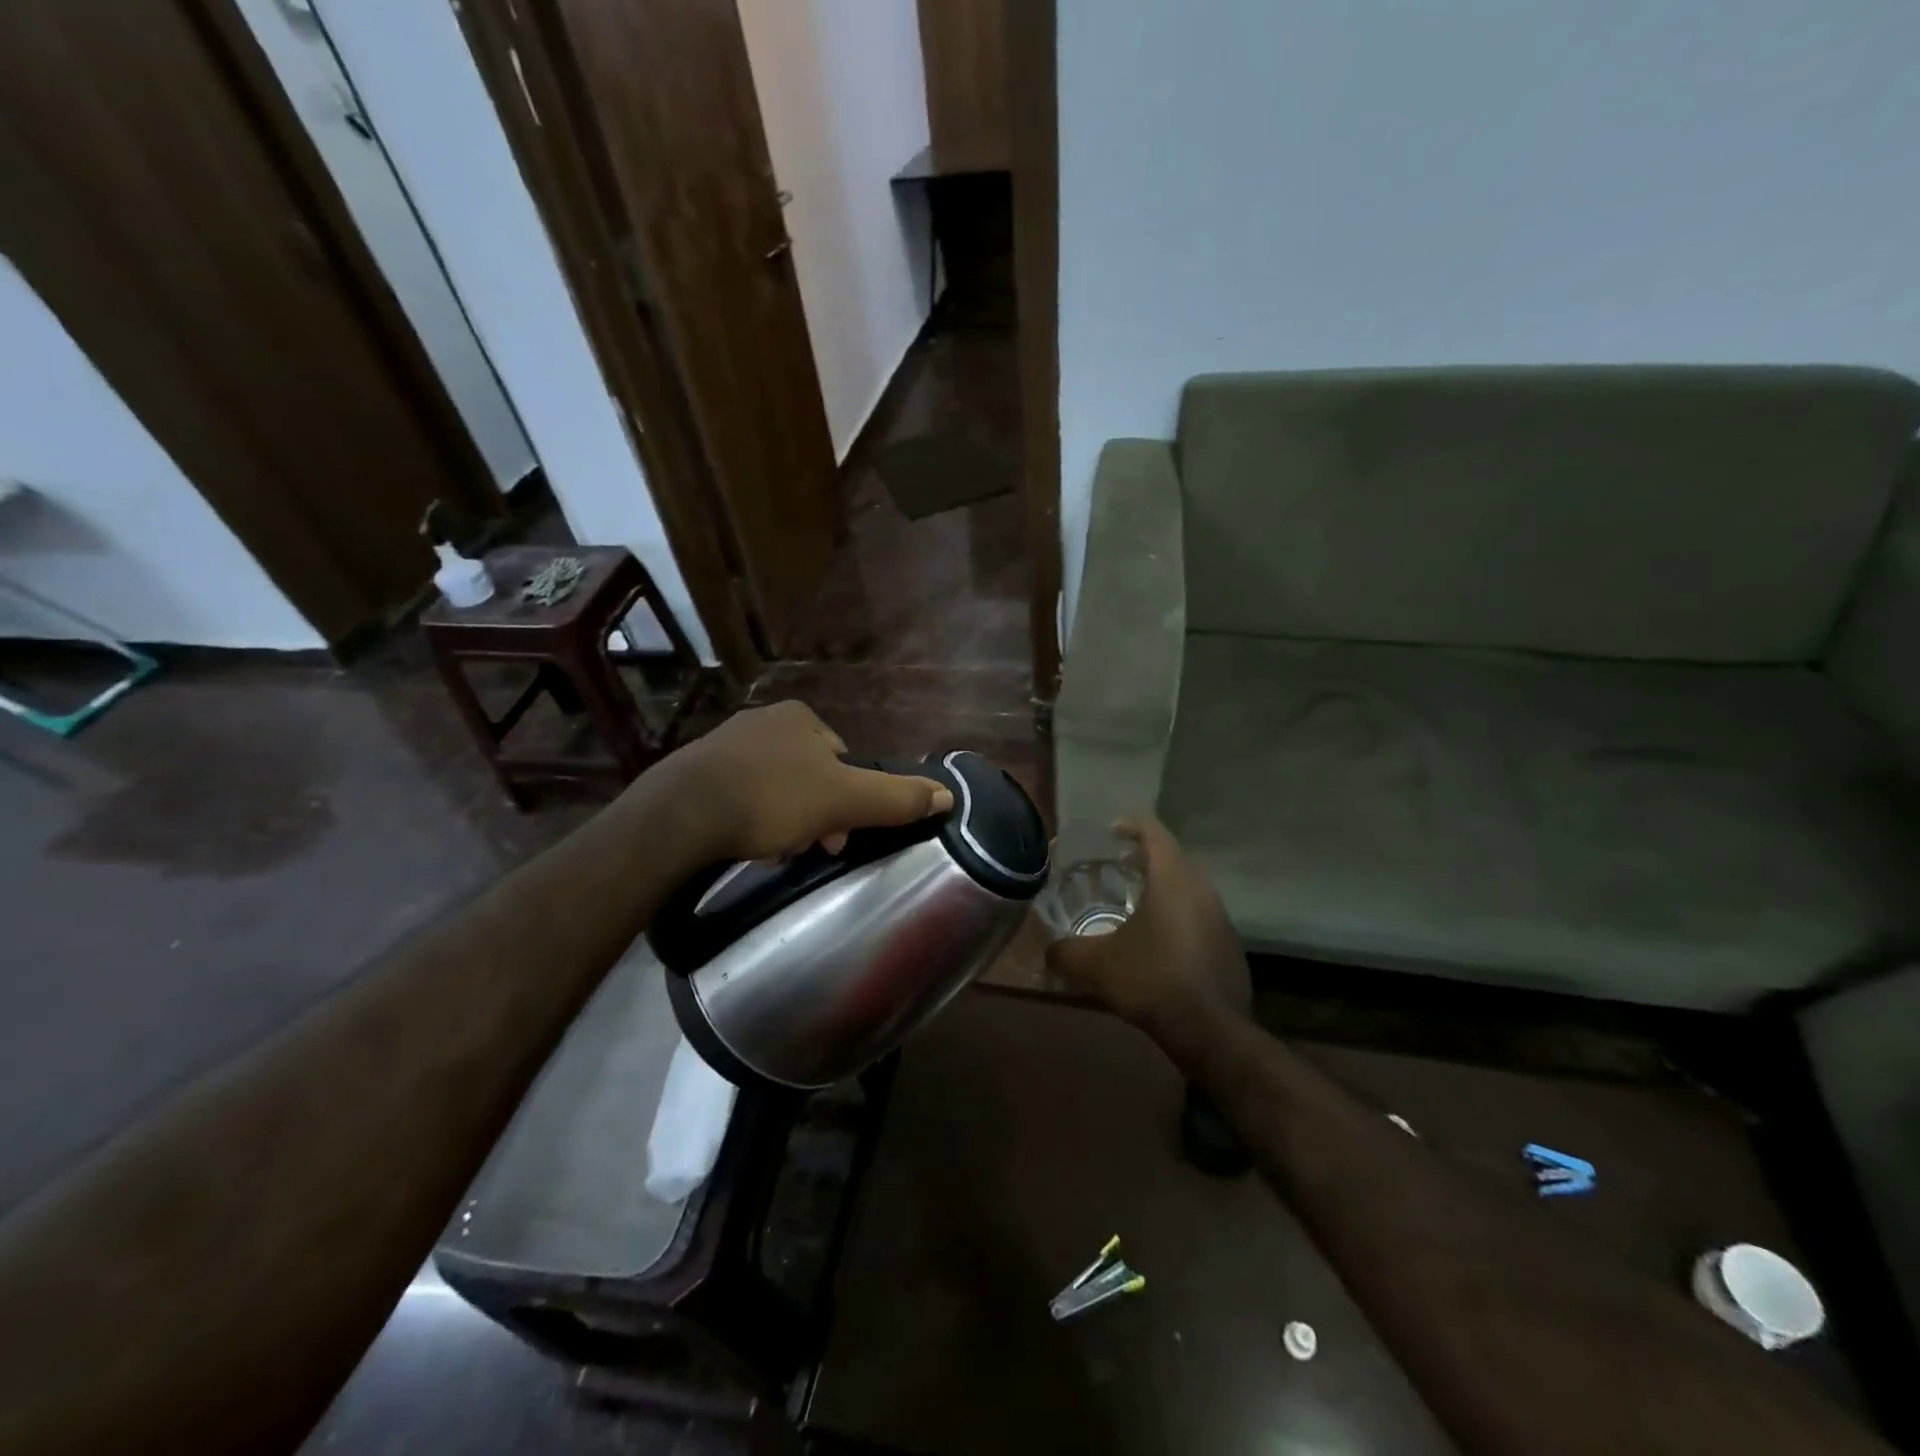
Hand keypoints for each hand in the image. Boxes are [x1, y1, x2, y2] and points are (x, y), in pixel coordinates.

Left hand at [660, 700, 953, 862]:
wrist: (681, 814)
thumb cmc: (772, 799)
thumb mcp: (845, 800)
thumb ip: (896, 798)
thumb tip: (948, 795)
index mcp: (800, 717)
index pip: (842, 760)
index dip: (848, 800)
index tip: (838, 837)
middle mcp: (763, 720)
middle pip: (809, 775)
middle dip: (815, 814)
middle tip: (809, 850)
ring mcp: (725, 744)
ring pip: (775, 787)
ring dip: (784, 820)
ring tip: (775, 852)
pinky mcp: (695, 771)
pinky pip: (738, 795)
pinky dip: (749, 819)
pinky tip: (743, 843)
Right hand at [1045, 818, 1250, 1051]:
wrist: (1211, 1030)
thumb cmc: (1152, 980)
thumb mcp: (1095, 966)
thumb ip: (1065, 953)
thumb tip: (1049, 951)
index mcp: (1171, 879)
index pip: (1154, 832)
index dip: (1132, 824)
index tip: (1111, 829)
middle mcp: (1201, 888)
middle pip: (1174, 856)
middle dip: (1146, 854)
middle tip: (1118, 863)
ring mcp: (1219, 916)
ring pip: (1189, 885)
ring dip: (1163, 884)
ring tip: (1136, 899)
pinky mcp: (1228, 942)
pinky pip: (1199, 912)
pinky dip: (1177, 911)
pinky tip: (1158, 938)